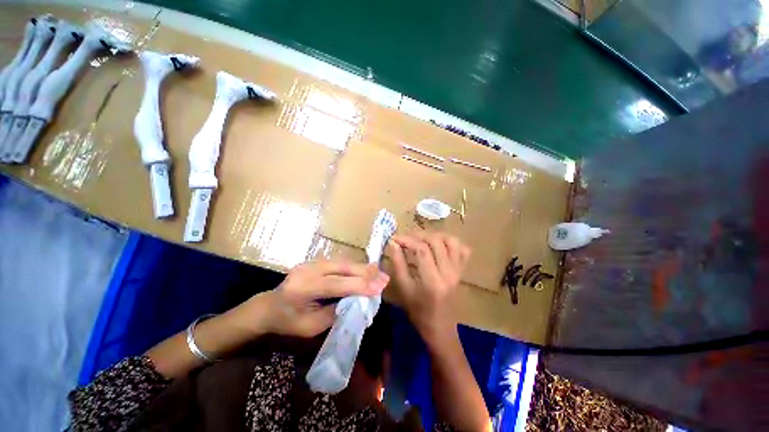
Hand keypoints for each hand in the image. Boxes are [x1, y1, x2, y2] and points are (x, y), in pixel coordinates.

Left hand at [258, 260, 389, 337]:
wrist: (269, 306)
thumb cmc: (288, 322)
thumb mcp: (311, 326)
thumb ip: (335, 312)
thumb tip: (358, 300)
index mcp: (303, 288)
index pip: (337, 284)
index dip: (360, 286)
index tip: (379, 289)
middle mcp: (308, 269)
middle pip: (343, 267)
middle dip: (366, 272)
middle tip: (384, 278)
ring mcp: (312, 262)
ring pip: (343, 262)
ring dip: (362, 268)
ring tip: (379, 273)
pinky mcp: (316, 261)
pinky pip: (340, 262)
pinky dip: (354, 267)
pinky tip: (365, 270)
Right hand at [386, 231, 470, 338]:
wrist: (440, 328)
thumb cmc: (418, 312)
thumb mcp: (403, 289)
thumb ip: (398, 264)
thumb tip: (393, 243)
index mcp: (433, 281)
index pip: (422, 250)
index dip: (407, 240)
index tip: (395, 238)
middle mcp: (449, 273)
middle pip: (437, 242)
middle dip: (419, 235)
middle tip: (407, 238)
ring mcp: (458, 271)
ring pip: (452, 242)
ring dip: (436, 236)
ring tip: (423, 239)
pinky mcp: (462, 272)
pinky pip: (463, 250)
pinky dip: (452, 243)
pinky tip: (440, 246)